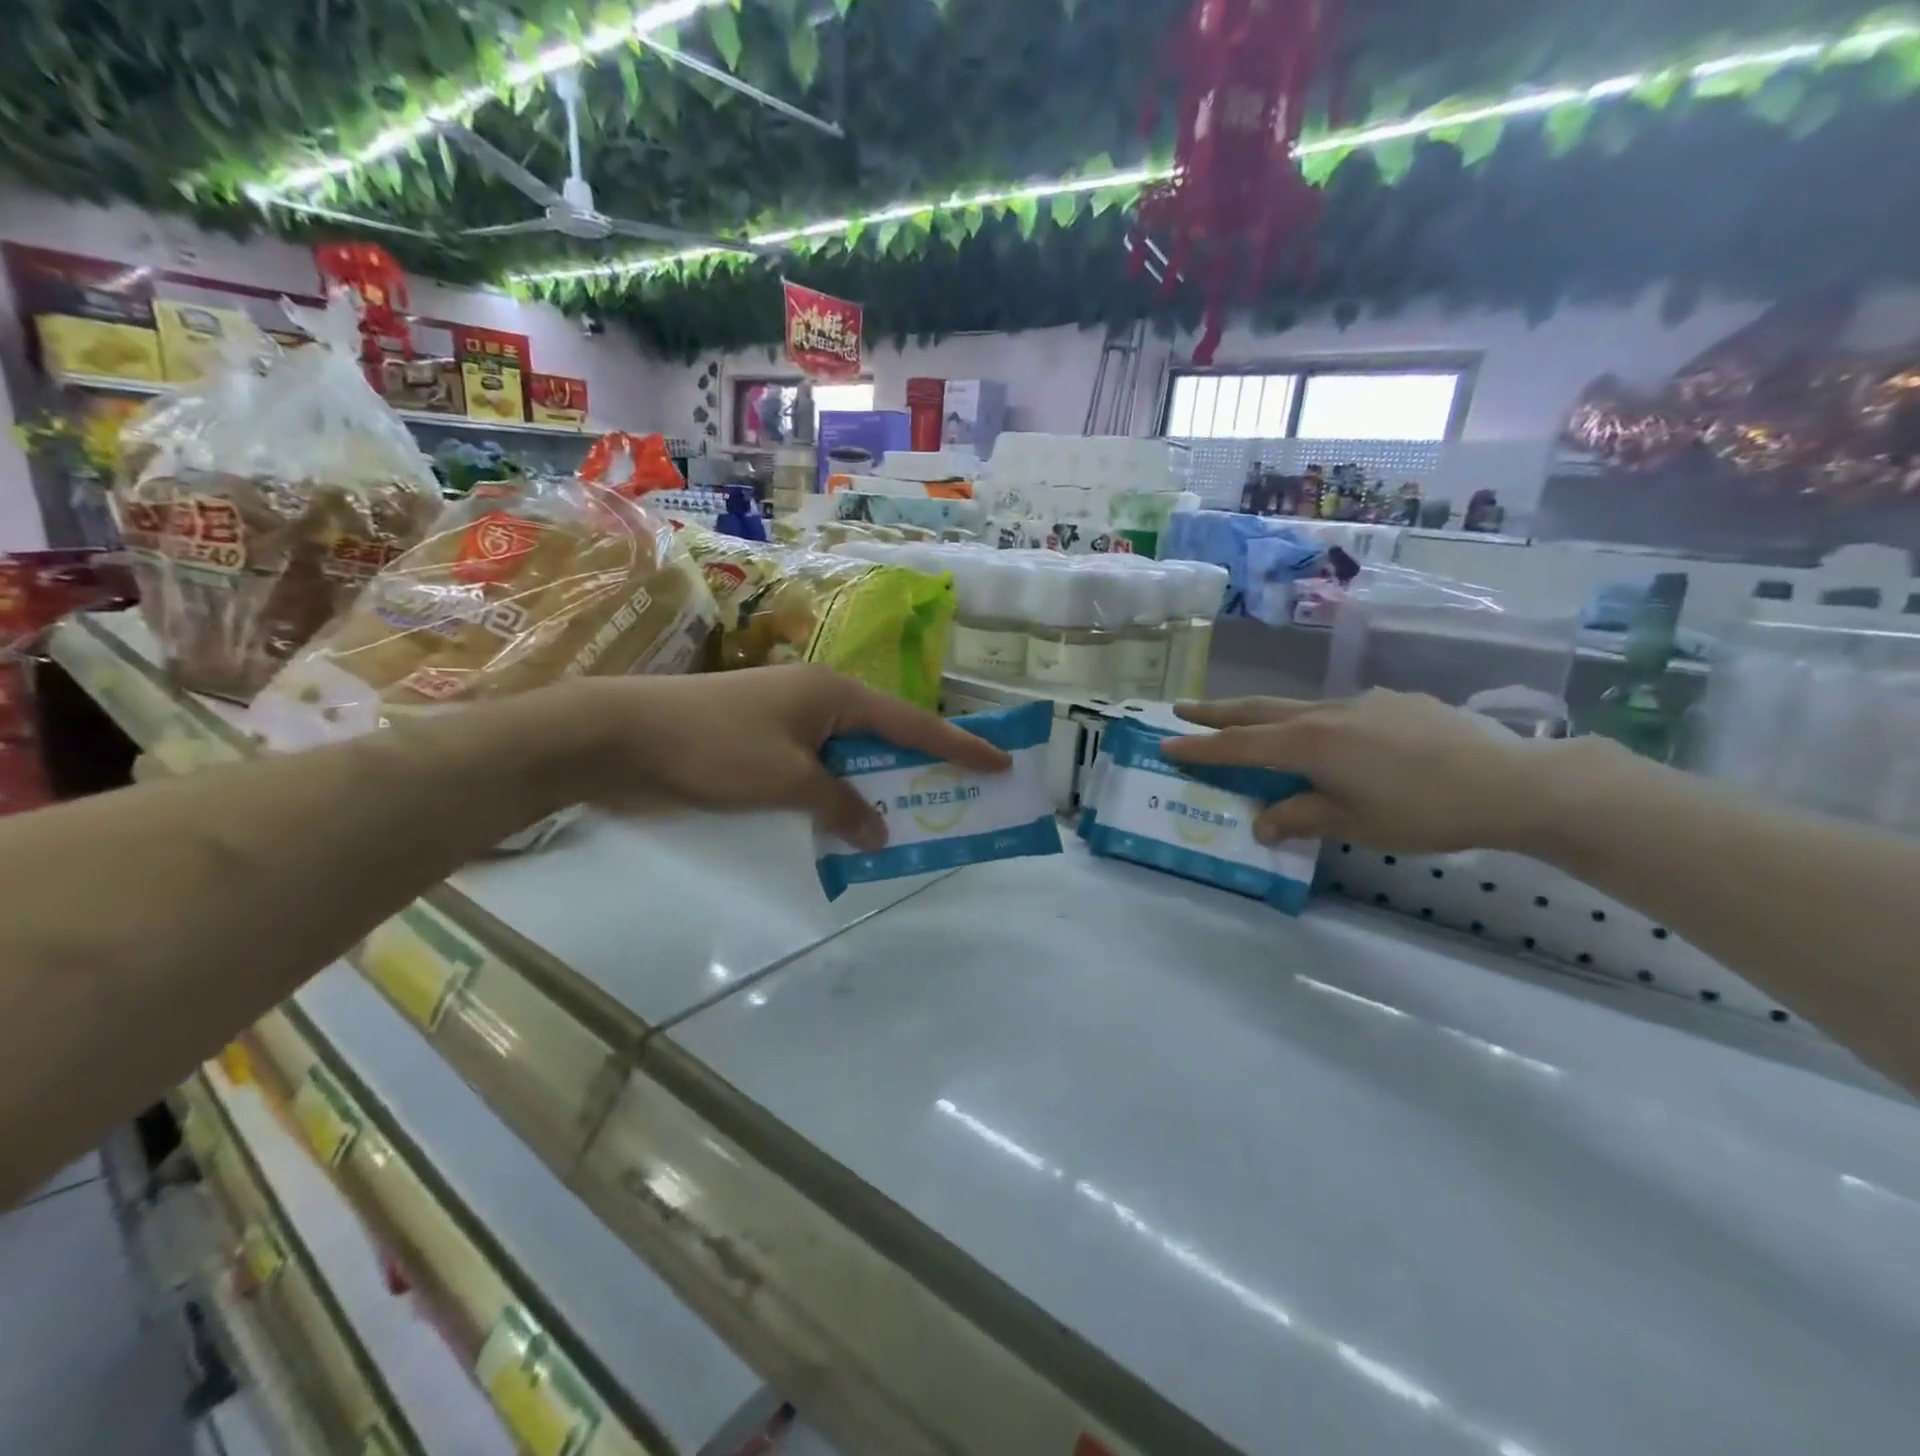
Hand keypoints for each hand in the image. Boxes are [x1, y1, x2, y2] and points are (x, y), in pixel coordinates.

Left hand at [563, 666, 1010, 848]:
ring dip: (876, 791)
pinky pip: (819, 773)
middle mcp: (820, 701)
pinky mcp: (764, 746)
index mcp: (835, 694)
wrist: (623, 736)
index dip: (961, 746)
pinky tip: (848, 827)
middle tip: (962, 799)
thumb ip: (841, 807)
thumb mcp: (788, 780)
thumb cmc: (715, 747)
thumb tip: (878, 832)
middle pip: (887, 739)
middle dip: (922, 771)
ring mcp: (790, 722)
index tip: (1002, 762)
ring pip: (852, 760)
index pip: (913, 724)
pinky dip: (838, 799)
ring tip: (912, 822)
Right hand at [1163, 689, 1582, 853]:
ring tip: (1249, 724)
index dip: (1200, 748)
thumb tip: (1261, 823)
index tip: (1165, 743)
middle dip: (1216, 712)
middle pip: (1257, 711)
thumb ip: (1301, 817)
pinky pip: (1340, 712)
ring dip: (1263, 715)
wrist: (1511, 781)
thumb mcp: (1353, 824)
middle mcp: (1325, 714)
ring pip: (1296, 707)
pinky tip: (1336, 741)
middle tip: (1182, 709)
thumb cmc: (1423, 810)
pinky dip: (1316, 723)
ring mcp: (1361, 702)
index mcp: (1308, 744)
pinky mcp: (1394, 701)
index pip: (1238, 747)